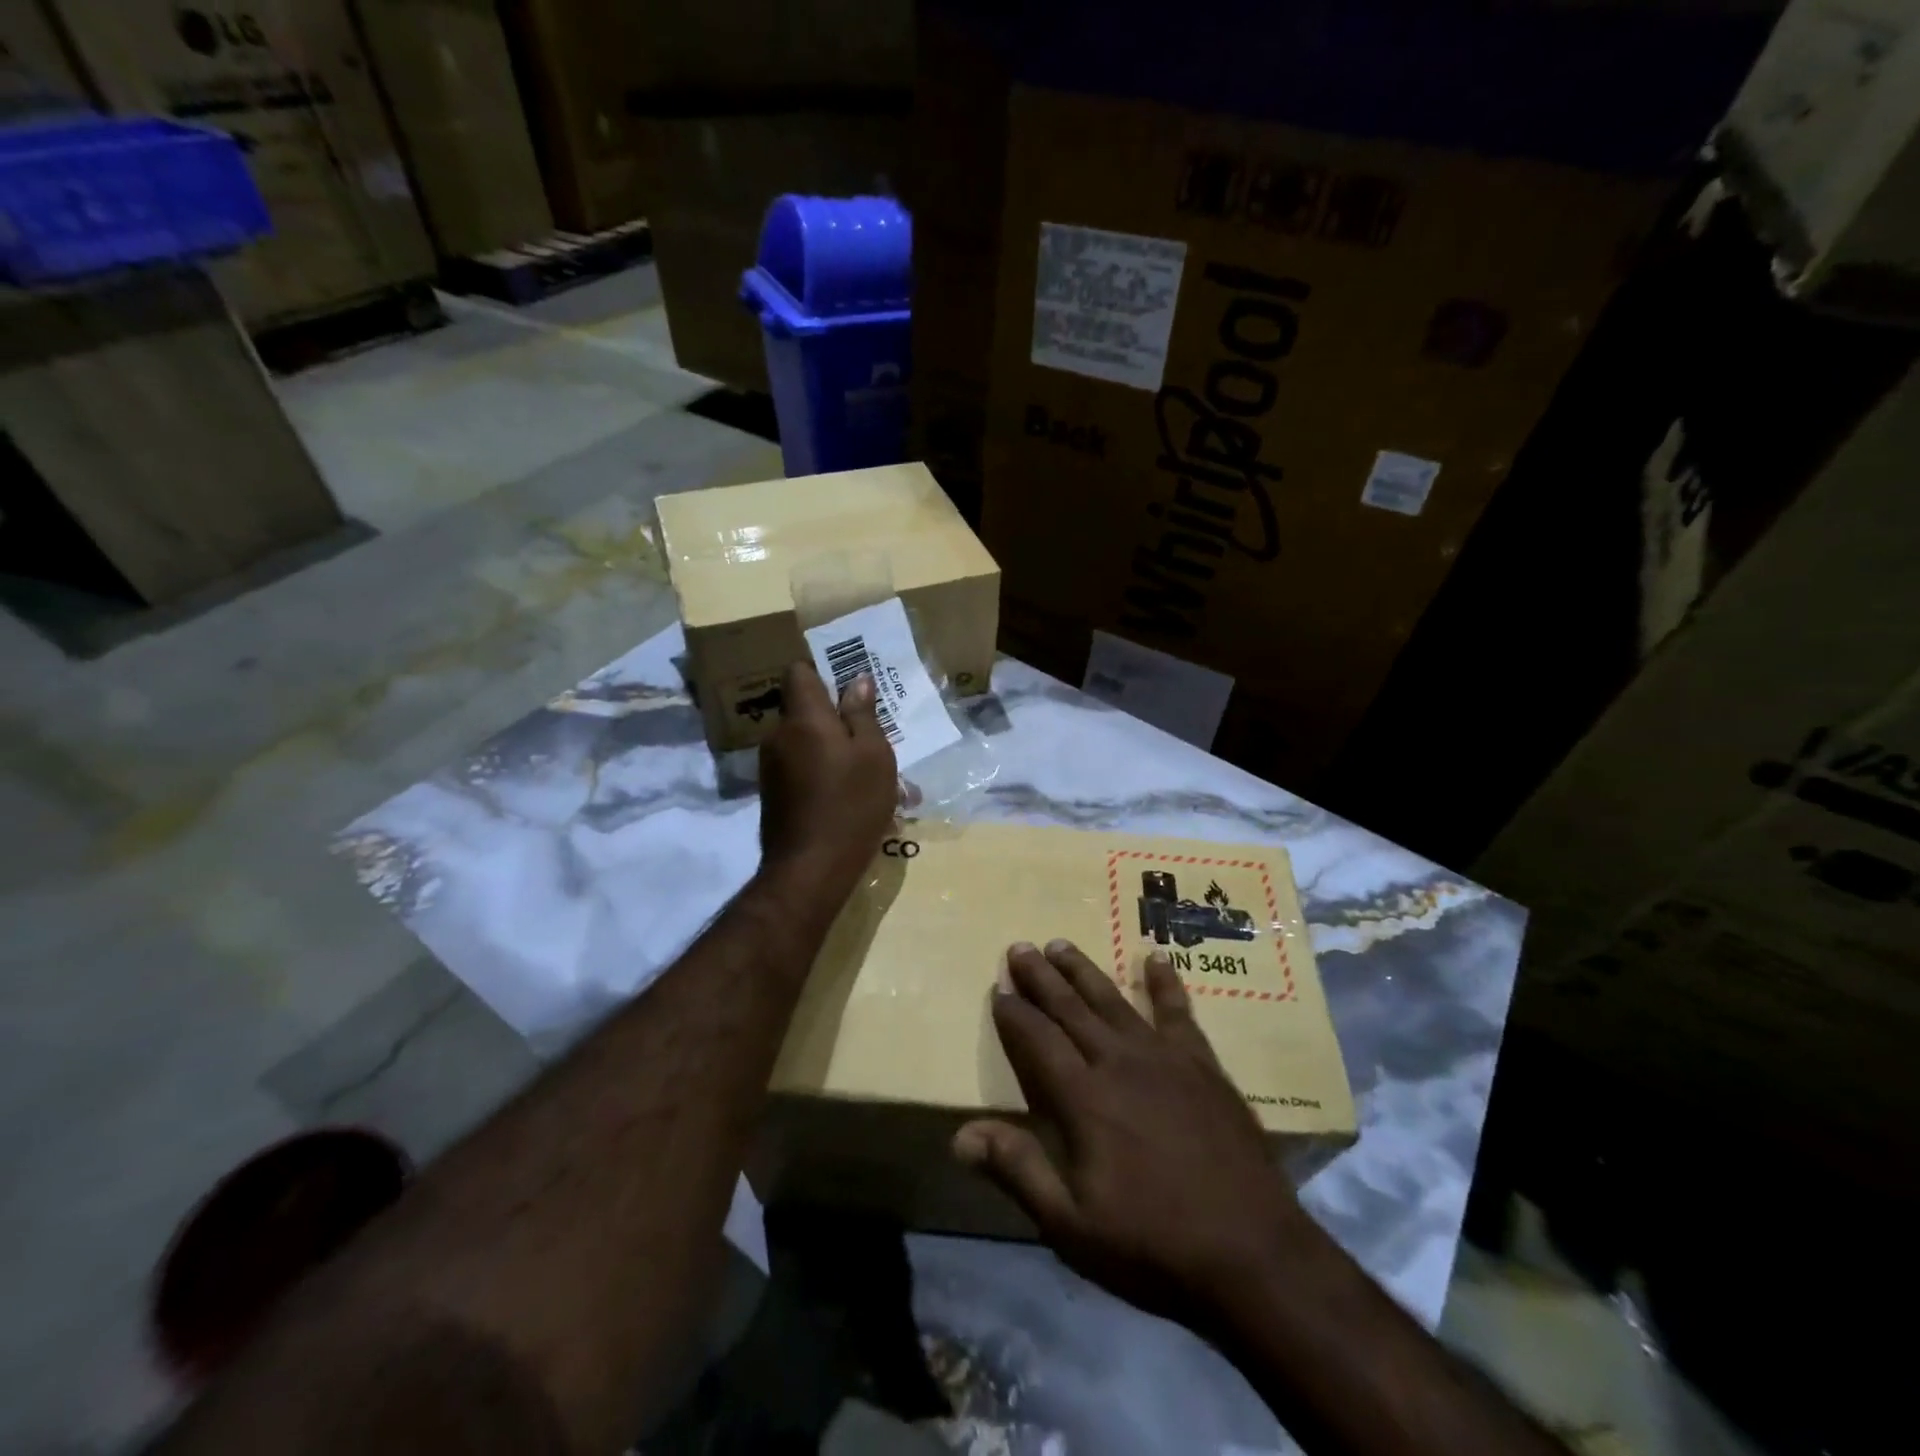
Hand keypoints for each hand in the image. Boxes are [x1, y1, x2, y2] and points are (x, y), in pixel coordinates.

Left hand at [757, 659, 897, 902]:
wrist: (810, 869)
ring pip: (804, 741)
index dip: (823, 672)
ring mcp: (770, 766)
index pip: (798, 672)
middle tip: (871, 738)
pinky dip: (821, 772)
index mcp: (803, 718)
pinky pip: (799, 767)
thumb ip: (863, 714)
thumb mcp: (874, 756)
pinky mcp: (772, 793)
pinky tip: (847, 797)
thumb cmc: (851, 805)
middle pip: (804, 709)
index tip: (850, 688)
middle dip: (835, 718)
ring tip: (866, 775)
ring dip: (831, 749)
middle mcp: (778, 735)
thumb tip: (857, 680)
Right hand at [954, 941, 1313, 1325]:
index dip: (1014, 1013)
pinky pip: (1178, 1012)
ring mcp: (1165, 1058)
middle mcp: (1118, 1062)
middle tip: (1020, 947)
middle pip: (1070, 1008)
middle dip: (1041, 977)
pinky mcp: (1203, 1065)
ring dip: (1084, 971)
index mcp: (1083, 1098)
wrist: (1253, 1255)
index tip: (998, 988)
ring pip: (1113, 1001)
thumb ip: (1018, 1171)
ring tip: (1061, 945)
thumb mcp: (1072, 1226)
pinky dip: (1165, 983)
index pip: (1037, 1040)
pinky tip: (1157, 958)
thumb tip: (961, 1134)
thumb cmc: (1153, 1245)